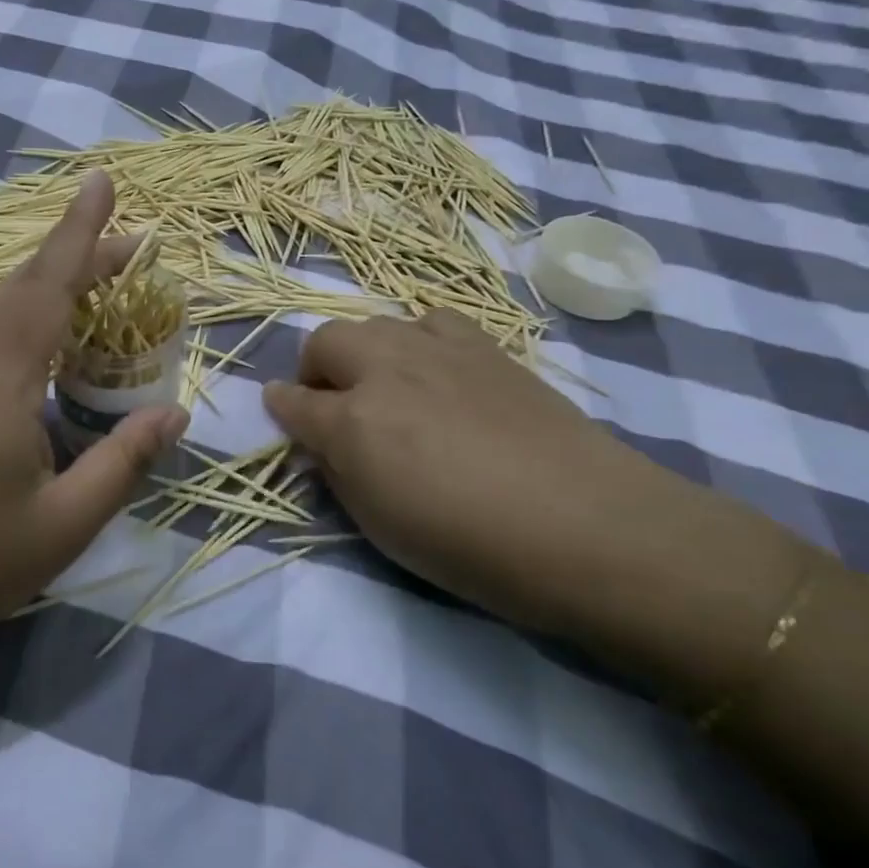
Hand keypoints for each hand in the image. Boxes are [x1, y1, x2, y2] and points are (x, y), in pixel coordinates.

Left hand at [0, 171, 188, 656]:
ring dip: (46, 282)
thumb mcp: (65, 524)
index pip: (48, 287)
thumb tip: (176, 412)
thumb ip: (123, 462)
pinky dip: (16, 310)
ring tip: (94, 285)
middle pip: (25, 286)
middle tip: (133, 251)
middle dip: (78, 257)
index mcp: (0, 381)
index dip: (80, 232)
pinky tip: (32, 333)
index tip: (102, 182)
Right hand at [262, 311, 684, 633]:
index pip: (294, 402)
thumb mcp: (380, 527)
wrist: (589, 527)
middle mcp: (386, 370)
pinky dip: (418, 340)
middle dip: (315, 368)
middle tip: (332, 403)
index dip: (281, 407)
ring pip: (377, 324)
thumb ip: (340, 473)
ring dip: (365, 351)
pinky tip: (437, 371)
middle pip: (326, 341)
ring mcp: (438, 351)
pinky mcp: (486, 347)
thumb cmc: (471, 546)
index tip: (279, 410)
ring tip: (386, 386)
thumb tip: (323, 442)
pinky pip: (432, 321)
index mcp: (352, 421)